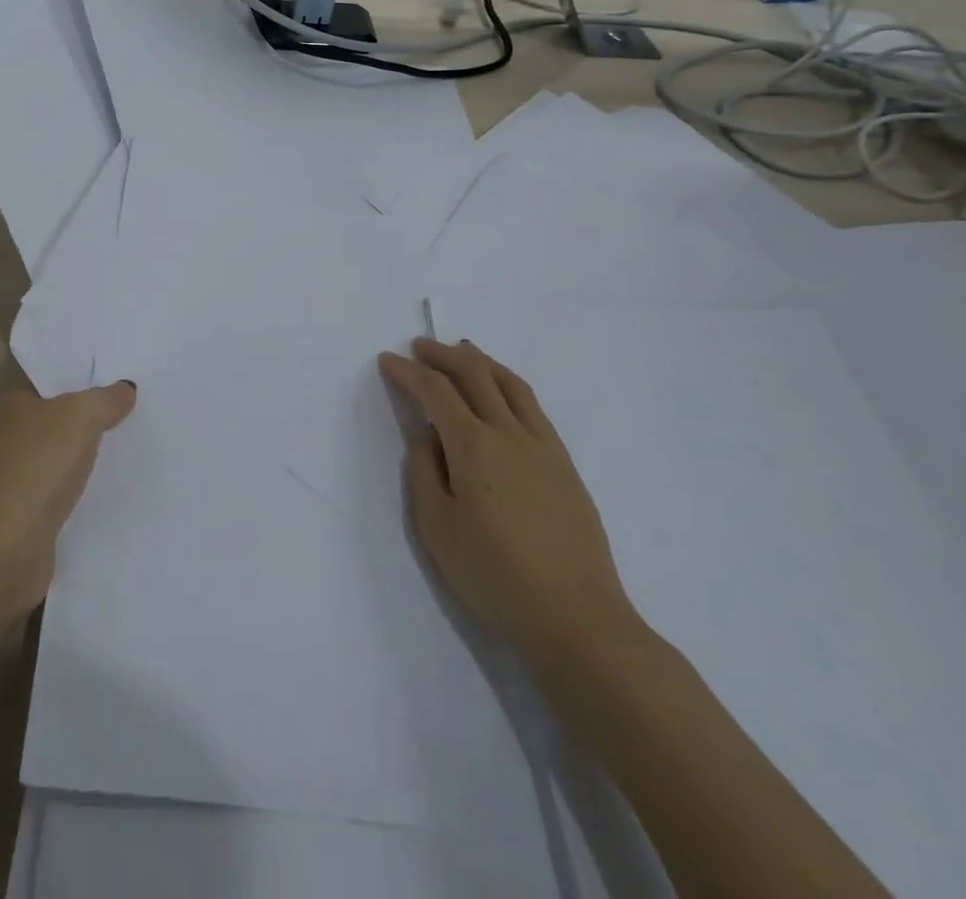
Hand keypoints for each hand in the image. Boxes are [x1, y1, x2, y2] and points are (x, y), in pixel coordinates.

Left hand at [0, 380, 136, 637]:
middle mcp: (14, 434)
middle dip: (97, 409)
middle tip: (145, 400)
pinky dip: (89, 486)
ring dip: (95, 450)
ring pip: (67, 452)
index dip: (85, 369)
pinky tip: (121, 483)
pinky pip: (69, 488)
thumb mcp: (79, 418)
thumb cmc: (35, 471)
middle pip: (62, 413)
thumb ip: (105, 399)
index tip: (126, 366)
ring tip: (142, 438)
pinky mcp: (31, 514)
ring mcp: (20, 476)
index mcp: (16, 402)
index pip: (53, 375)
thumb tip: (125, 388)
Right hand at [379, 338, 641, 671]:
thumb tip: (426, 436)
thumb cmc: (495, 576)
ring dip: (480, 361)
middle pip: (475, 373)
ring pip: (510, 382)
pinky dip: (508, 383)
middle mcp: (509, 432)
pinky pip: (532, 405)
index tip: (387, 361)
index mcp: (473, 446)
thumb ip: (424, 472)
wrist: (577, 618)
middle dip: (442, 354)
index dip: (408, 372)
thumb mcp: (437, 529)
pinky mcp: (564, 463)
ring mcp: (543, 445)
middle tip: (419, 347)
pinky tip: (501, 393)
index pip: (435, 391)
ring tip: (461, 352)